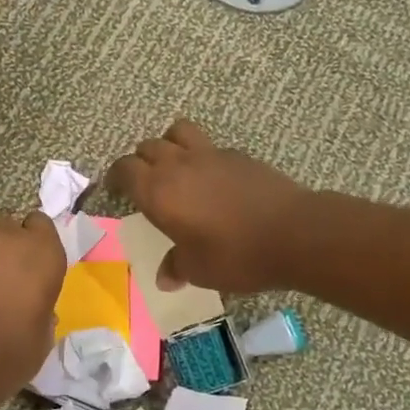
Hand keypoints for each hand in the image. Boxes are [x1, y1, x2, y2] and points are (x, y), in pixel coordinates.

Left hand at [0, 195, 66, 401]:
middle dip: (2, 239)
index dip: (33, 240)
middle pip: (7, 220)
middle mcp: (7, 235)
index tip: (27, 260)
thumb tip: (34, 306)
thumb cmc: (9, 356)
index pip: (41, 224)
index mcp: (42, 253)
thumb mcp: (42, 337)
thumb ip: (41, 310)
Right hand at [108, 119, 310, 292]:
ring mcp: (210, 155)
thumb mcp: (199, 270)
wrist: (294, 233)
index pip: (124, 169)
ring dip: (168, 144)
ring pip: (177, 132)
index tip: (116, 191)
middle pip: (147, 147)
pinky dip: (201, 155)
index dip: (116, 178)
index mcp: (158, 192)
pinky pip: (208, 145)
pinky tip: (212, 179)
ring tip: (175, 166)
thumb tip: (165, 277)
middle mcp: (178, 165)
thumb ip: (176, 267)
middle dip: (140, 161)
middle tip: (144, 183)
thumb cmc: (236, 255)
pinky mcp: (238, 155)